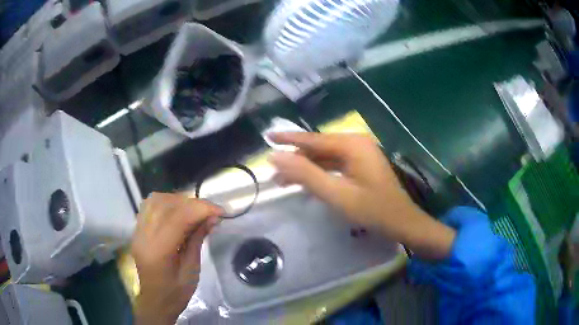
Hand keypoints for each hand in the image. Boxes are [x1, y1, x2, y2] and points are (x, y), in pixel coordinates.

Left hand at [131, 193, 222, 324]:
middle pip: (166, 204)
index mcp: (159, 251)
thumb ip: (198, 240)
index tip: (220, 211)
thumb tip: (212, 218)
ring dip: (177, 200)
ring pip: (155, 200)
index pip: (178, 217)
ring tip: (193, 210)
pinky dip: (165, 203)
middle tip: (209, 212)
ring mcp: (138, 231)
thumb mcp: (192, 270)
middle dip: (192, 203)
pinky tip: (176, 211)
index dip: (201, 209)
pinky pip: (149, 206)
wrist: (155, 301)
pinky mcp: (137, 230)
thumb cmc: (176, 293)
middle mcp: (144, 236)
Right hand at [269, 132, 454, 258]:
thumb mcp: (335, 194)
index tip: (267, 136)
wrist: (402, 222)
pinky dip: (320, 172)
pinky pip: (335, 164)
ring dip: (306, 167)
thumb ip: (305, 174)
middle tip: (274, 173)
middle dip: (296, 159)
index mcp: (352, 145)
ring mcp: (360, 153)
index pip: (312, 139)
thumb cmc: (372, 210)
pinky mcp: (362, 164)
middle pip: (318, 147)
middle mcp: (356, 143)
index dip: (288, 139)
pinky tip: (307, 181)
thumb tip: (275, 157)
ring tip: (284, 181)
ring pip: (326, 157)